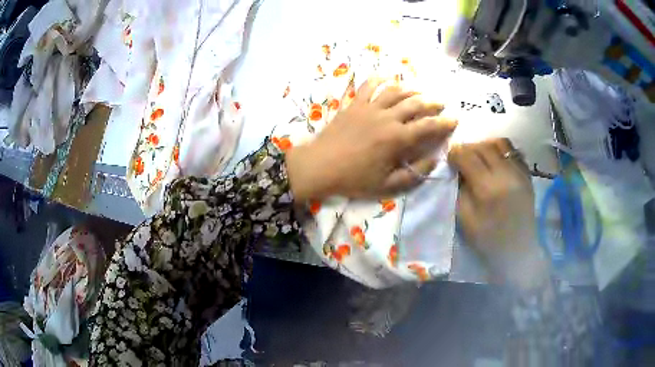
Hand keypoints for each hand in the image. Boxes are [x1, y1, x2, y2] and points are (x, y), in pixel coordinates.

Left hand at [286, 78, 456, 200]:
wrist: (320, 166)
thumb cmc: (354, 178)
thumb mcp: (387, 185)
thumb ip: (414, 174)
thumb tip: (434, 159)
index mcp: (397, 138)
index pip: (428, 126)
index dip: (444, 122)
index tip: (455, 119)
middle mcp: (387, 117)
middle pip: (415, 104)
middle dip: (432, 103)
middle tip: (441, 103)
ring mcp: (369, 108)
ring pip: (396, 91)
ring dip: (411, 90)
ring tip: (420, 92)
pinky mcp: (354, 104)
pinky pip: (368, 86)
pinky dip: (379, 79)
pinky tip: (387, 78)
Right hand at [448, 139, 547, 288]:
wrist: (519, 251)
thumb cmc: (489, 241)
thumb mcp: (465, 220)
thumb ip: (459, 191)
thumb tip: (457, 171)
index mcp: (487, 188)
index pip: (468, 156)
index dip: (455, 153)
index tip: (449, 158)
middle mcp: (506, 174)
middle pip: (483, 146)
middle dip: (469, 148)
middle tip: (462, 157)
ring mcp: (520, 172)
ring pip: (501, 143)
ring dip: (486, 145)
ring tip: (480, 157)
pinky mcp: (528, 175)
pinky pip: (514, 152)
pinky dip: (502, 151)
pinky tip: (496, 161)